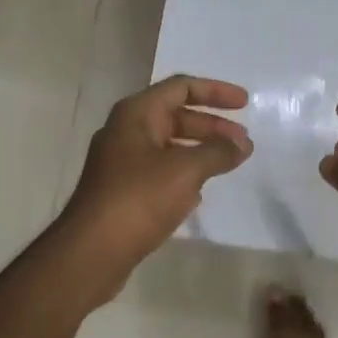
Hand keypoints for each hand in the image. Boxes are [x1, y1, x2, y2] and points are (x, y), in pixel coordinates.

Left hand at [59, 75, 251, 300]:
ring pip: (169, 145)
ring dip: (200, 150)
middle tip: (242, 141)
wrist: (92, 251)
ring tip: (229, 163)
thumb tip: (243, 144)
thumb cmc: (139, 198)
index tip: (245, 104)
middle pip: (176, 115)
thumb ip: (218, 152)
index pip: (181, 87)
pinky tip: (202, 190)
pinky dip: (185, 172)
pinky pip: (160, 170)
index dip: (215, 91)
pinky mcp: (122, 190)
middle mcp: (126, 131)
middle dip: (212, 126)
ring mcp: (121, 162)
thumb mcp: (186, 170)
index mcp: (136, 114)